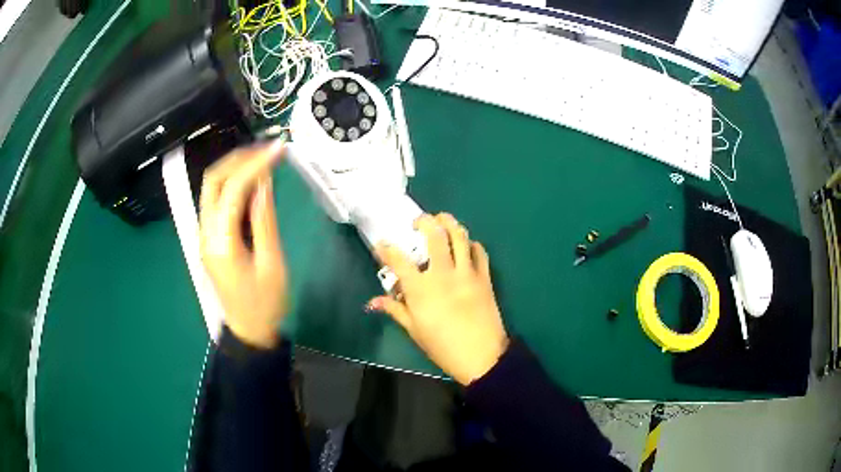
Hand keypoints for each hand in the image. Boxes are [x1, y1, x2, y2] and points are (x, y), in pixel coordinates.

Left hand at [199, 140, 286, 348]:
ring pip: (212, 188)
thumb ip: (264, 219)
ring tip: (264, 160)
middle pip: (212, 181)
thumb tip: (265, 182)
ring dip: (235, 168)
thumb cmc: (265, 304)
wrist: (248, 331)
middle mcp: (205, 233)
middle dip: (239, 159)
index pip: (232, 189)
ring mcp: (204, 235)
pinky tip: (254, 183)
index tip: (278, 149)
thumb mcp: (271, 262)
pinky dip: (234, 185)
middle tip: (268, 150)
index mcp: (220, 242)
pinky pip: (217, 202)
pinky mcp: (210, 238)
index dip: (255, 164)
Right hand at [368, 213, 508, 385]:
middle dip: (424, 221)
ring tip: (443, 221)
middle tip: (419, 222)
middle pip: (434, 236)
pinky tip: (465, 246)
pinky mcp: (484, 277)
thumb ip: (395, 310)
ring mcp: (467, 273)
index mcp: (421, 289)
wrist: (481, 356)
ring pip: (459, 236)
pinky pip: (479, 251)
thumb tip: (373, 302)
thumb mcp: (414, 330)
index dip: (386, 248)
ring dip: (450, 223)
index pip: (398, 260)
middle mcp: (443, 274)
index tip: (382, 243)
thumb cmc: (442, 346)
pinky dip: (471, 244)